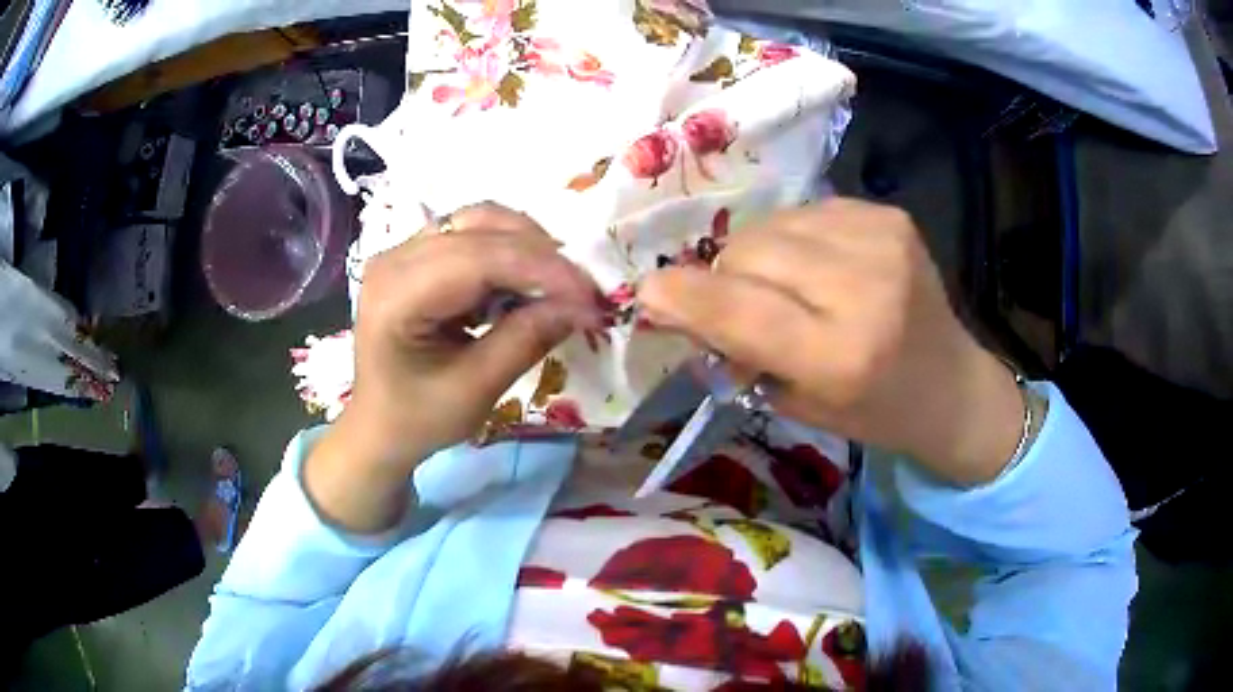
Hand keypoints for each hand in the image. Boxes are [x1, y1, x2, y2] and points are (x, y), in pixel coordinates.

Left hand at [306, 203, 601, 531]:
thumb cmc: (418, 418)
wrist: (379, 426)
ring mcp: (403, 251)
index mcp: (396, 295)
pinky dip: (510, 252)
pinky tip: (527, 284)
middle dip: (541, 255)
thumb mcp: (475, 389)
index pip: (478, 258)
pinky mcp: (418, 255)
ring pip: (480, 221)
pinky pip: (473, 234)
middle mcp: (395, 258)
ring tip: (559, 286)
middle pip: (480, 226)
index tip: (591, 297)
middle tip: (583, 293)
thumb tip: (582, 305)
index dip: (541, 269)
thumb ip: (526, 340)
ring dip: (528, 247)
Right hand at [639, 198, 1023, 485]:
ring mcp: (881, 240)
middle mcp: (864, 288)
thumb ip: (738, 350)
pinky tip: (820, 266)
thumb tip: (680, 300)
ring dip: (760, 255)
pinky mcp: (889, 214)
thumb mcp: (798, 403)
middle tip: (740, 304)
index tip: (648, 292)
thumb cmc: (873, 410)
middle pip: (749, 252)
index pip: (740, 310)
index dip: (683, 296)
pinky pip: (806, 213)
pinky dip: (796, 239)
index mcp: (840, 355)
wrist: (951, 383)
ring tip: (787, 286)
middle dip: (726, 276)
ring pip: (772, 225)